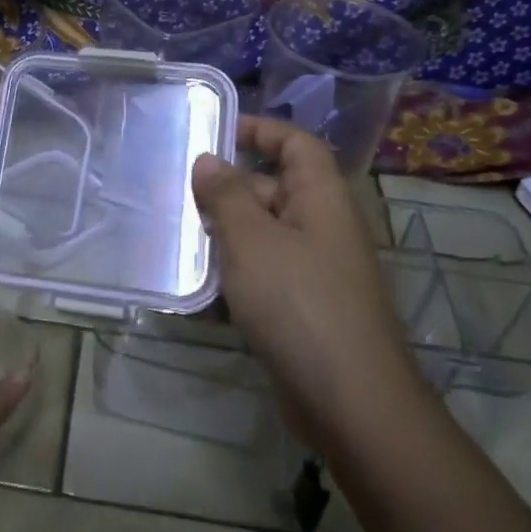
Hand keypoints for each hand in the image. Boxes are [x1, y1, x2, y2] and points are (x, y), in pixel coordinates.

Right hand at [191, 116, 415, 446]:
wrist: (350, 402)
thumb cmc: (298, 304)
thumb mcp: (251, 241)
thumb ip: (227, 195)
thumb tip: (210, 159)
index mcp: (322, 199)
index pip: (296, 144)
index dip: (260, 130)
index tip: (213, 133)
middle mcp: (325, 227)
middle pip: (278, 188)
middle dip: (230, 188)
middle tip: (179, 194)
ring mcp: (319, 271)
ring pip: (268, 235)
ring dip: (227, 234)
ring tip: (180, 238)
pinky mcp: (308, 309)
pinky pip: (268, 275)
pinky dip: (237, 275)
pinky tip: (201, 291)